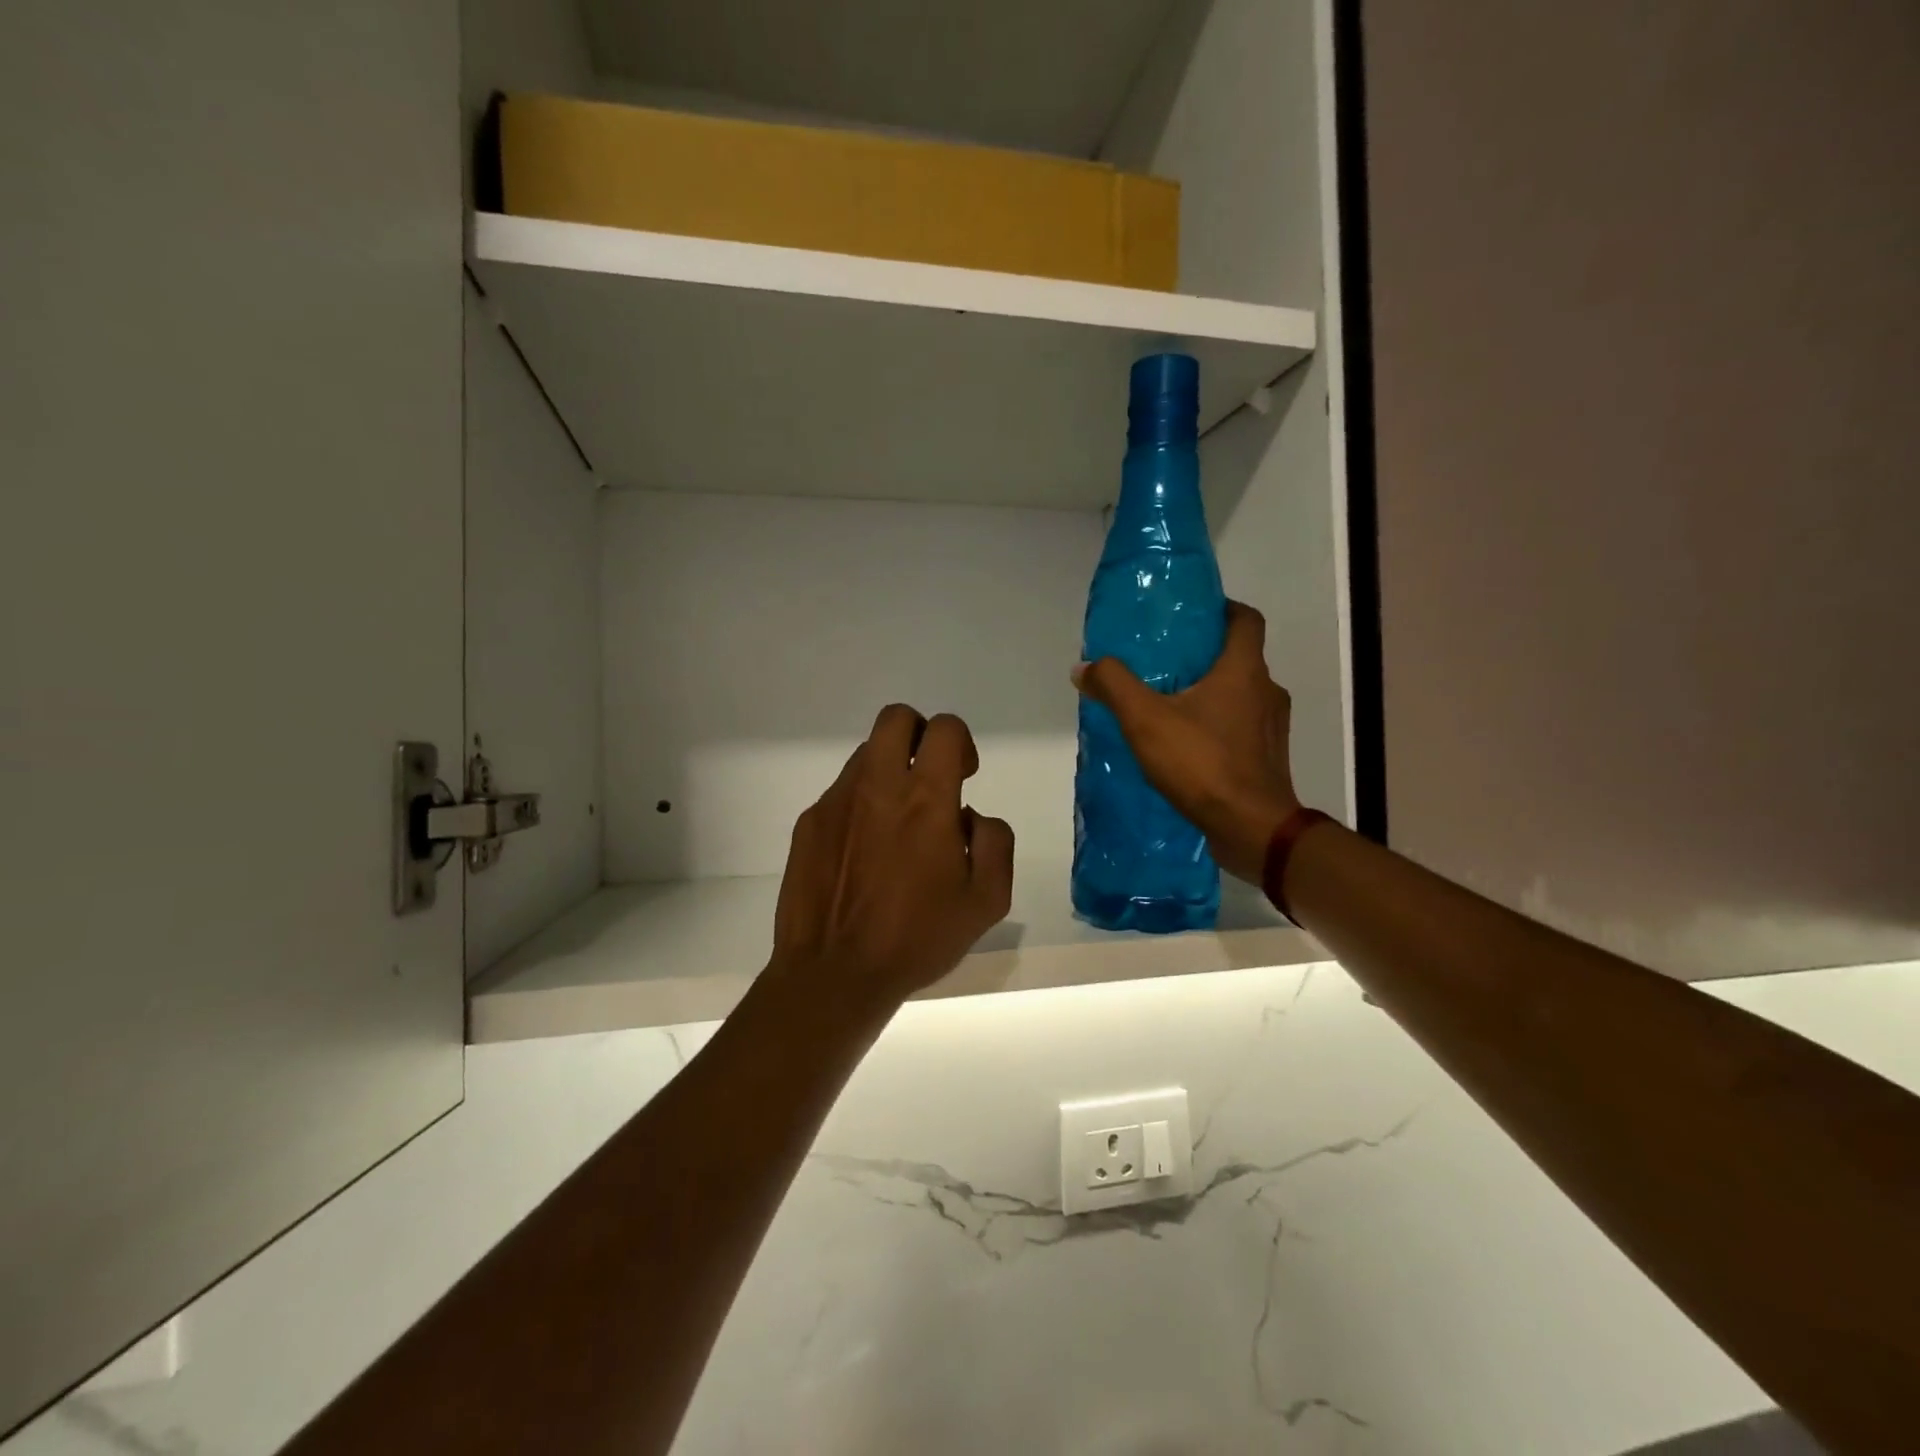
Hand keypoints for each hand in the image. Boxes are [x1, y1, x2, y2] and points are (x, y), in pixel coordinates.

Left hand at [770, 704, 1014, 1015]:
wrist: (834, 973)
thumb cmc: (917, 938)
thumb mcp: (986, 901)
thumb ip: (994, 842)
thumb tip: (968, 816)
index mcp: (926, 799)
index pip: (944, 729)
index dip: (960, 743)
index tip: (963, 777)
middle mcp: (878, 785)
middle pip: (896, 718)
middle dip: (919, 735)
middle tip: (928, 779)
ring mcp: (837, 801)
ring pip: (866, 754)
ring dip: (888, 771)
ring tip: (895, 824)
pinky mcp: (810, 822)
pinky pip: (841, 792)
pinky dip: (860, 804)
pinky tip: (863, 852)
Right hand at [1073, 601, 1300, 883]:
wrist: (1252, 828)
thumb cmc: (1203, 763)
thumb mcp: (1145, 720)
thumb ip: (1114, 686)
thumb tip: (1084, 667)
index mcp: (1244, 670)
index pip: (1246, 619)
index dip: (1222, 609)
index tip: (1192, 616)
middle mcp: (1267, 691)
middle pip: (1240, 658)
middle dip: (1205, 656)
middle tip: (1165, 663)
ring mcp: (1272, 728)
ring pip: (1242, 695)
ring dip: (1212, 694)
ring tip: (1170, 706)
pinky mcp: (1268, 758)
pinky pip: (1242, 729)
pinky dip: (1218, 727)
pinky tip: (1186, 746)